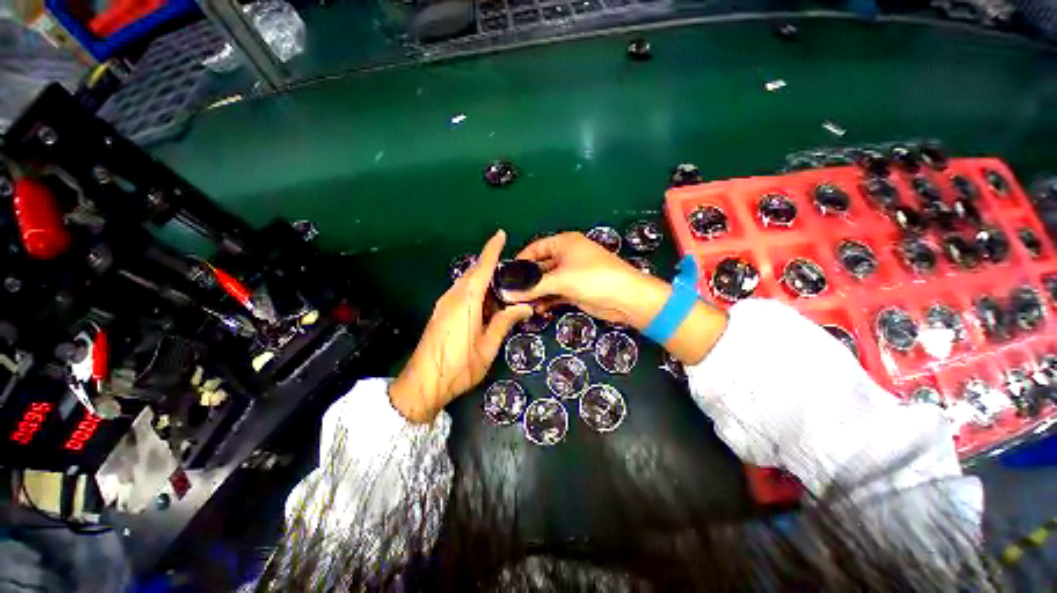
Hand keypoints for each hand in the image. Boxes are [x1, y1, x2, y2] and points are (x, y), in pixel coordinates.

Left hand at [390, 231, 532, 423]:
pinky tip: (485, 302)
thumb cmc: (459, 367)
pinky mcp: (440, 312)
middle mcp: (452, 297)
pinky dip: (474, 290)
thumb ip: (504, 323)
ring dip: (483, 280)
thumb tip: (525, 307)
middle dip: (490, 265)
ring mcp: (443, 304)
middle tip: (511, 271)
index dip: (492, 249)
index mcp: (466, 302)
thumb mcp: (487, 347)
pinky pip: (460, 292)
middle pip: (473, 273)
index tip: (501, 234)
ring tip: (502, 289)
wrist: (422, 384)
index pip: (482, 268)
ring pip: (466, 282)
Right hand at [503, 232, 670, 329]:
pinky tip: (538, 309)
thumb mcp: (562, 280)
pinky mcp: (574, 290)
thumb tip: (507, 293)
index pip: (535, 248)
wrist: (626, 299)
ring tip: (522, 305)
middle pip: (540, 267)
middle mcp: (566, 256)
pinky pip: (555, 293)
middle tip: (511, 294)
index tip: (507, 276)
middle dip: (527, 281)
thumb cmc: (594, 279)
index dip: (521, 260)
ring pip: (547, 282)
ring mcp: (571, 274)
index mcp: (564, 243)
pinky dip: (547, 300)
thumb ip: (534, 287)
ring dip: (536, 293)